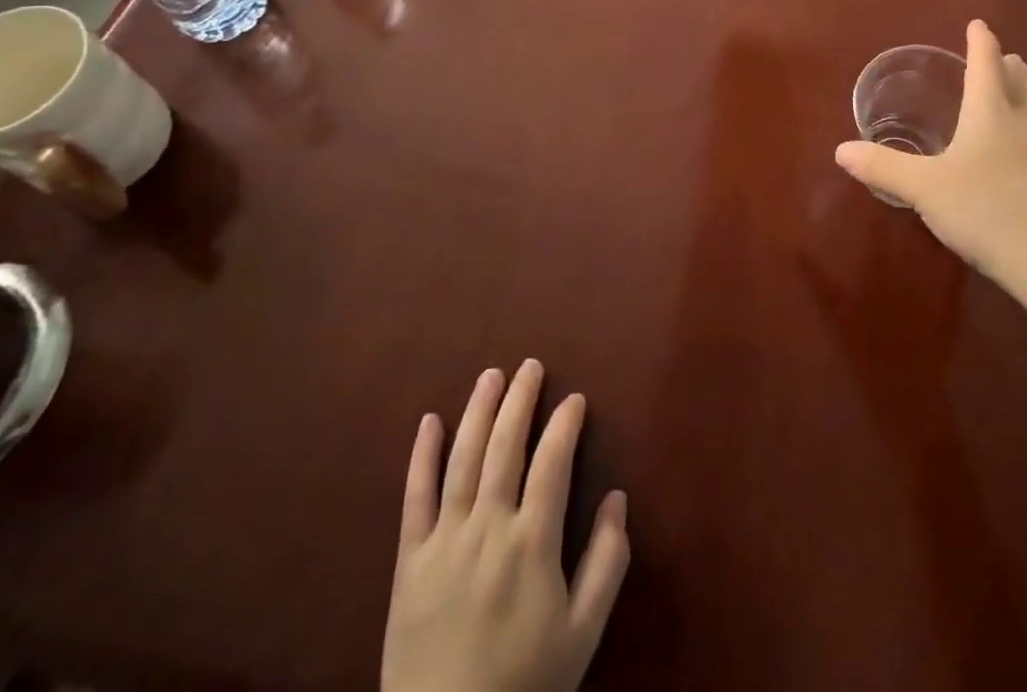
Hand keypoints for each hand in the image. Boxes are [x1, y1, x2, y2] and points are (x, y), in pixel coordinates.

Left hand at [382, 360, 629, 691]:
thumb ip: (606, 562)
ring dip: (478, 410)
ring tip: (491, 375)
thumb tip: (618, 497)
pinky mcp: (408, 558)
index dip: (565, 424)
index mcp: (532, 542)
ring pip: (463, 457)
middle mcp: (488, 526)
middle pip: (506, 445)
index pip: (553, 462)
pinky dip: (421, 454)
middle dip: (520, 399)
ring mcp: (444, 539)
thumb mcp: (582, 634)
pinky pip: (415, 495)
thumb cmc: (524, 685)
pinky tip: (429, 419)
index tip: (575, 399)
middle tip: (530, 366)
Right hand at [835, 20, 1026, 287]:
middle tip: (1000, 59)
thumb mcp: (924, 189)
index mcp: (992, 111)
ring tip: (1026, 90)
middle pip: (1024, 78)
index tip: (978, 24)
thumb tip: (840, 150)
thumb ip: (883, 167)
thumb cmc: (986, 210)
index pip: (987, 62)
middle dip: (1010, 63)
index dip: (981, 41)